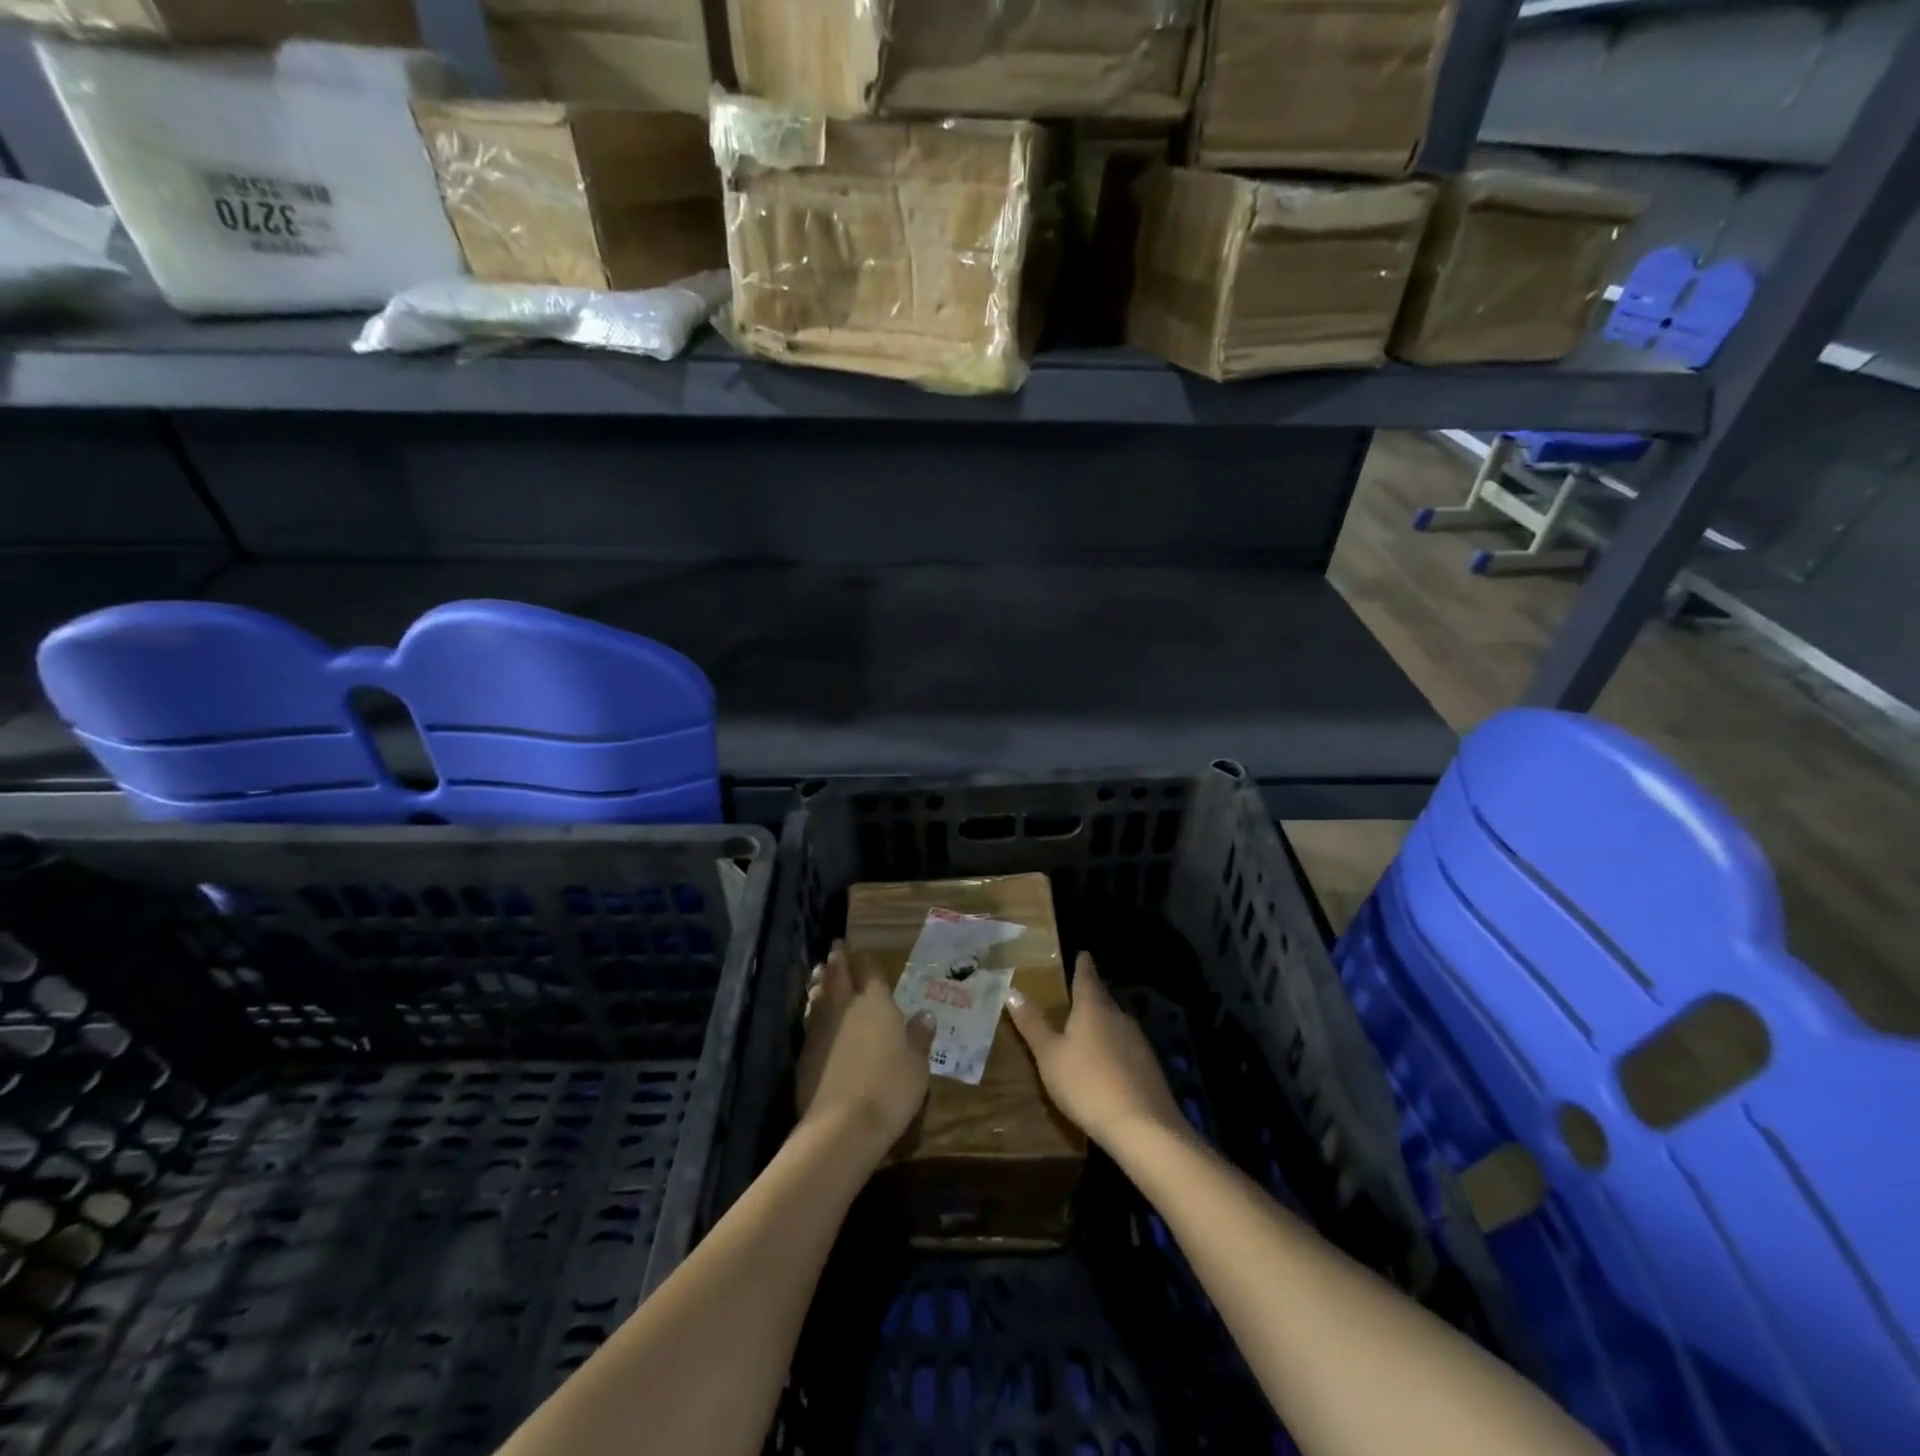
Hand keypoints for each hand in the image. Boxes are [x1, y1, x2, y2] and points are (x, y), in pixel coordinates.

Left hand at [795, 941, 935, 1157]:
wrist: (842, 1125)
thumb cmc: (890, 1089)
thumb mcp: (917, 1066)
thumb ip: (919, 1037)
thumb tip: (925, 1014)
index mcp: (877, 1004)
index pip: (870, 973)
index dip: (866, 962)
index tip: (861, 952)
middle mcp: (847, 1007)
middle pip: (839, 976)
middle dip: (838, 960)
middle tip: (836, 948)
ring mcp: (822, 1028)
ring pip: (819, 994)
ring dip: (820, 981)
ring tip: (819, 972)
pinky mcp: (805, 1051)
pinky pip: (809, 1018)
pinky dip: (811, 1008)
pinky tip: (812, 1011)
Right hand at [1005, 952, 1187, 1150]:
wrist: (1143, 1127)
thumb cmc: (1087, 1084)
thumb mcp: (1050, 1056)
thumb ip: (1033, 1024)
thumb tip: (1012, 990)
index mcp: (1093, 1008)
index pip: (1086, 977)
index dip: (1083, 965)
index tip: (1083, 953)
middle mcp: (1118, 1017)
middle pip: (1103, 1000)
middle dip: (1090, 996)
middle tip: (1076, 993)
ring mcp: (1138, 1042)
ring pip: (1115, 1024)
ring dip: (1102, 1023)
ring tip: (1087, 1029)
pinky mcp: (1149, 1068)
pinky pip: (1125, 1048)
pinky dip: (1113, 1048)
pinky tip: (1106, 1063)